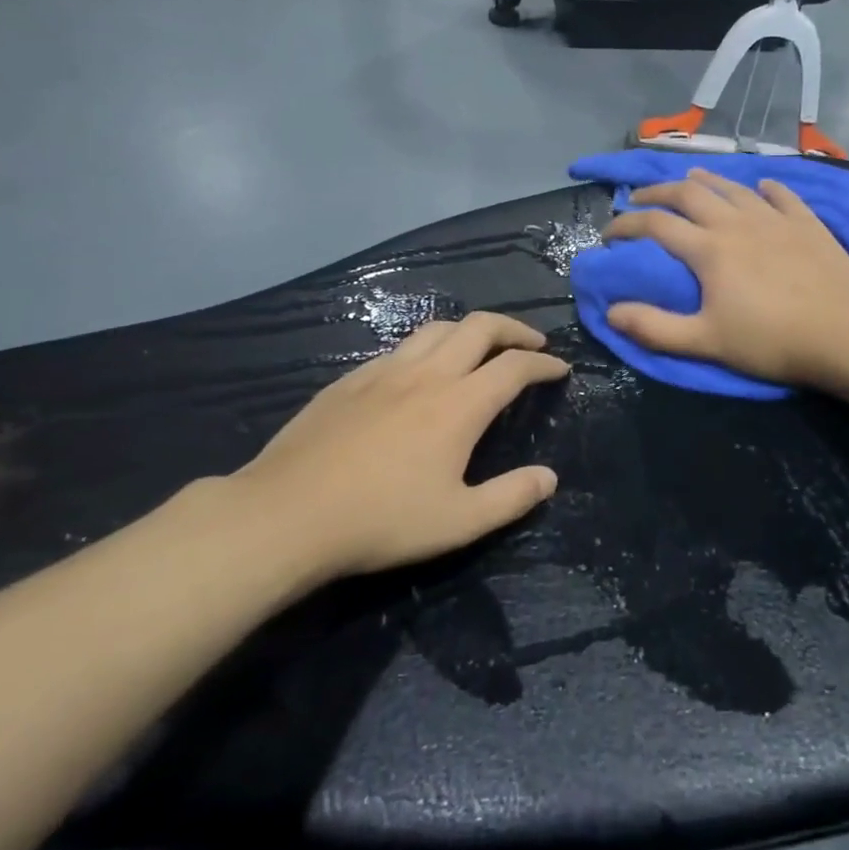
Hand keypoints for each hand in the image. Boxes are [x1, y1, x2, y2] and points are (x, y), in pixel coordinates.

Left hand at [221, 313, 569, 577]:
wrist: (289, 513)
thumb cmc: (381, 521)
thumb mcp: (459, 522)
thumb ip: (511, 497)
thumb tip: (549, 478)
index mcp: (459, 405)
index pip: (514, 367)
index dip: (543, 363)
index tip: (560, 369)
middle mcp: (426, 374)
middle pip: (479, 327)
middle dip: (513, 329)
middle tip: (531, 342)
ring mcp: (383, 371)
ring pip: (436, 329)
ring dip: (469, 330)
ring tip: (480, 349)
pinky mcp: (350, 379)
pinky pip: (400, 348)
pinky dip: (427, 348)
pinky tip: (419, 373)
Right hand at [602, 169, 848, 385]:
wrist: (846, 335)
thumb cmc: (771, 342)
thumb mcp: (705, 342)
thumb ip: (655, 327)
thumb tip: (611, 311)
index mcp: (709, 249)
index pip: (656, 225)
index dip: (626, 225)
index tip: (609, 233)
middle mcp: (737, 223)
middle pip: (689, 194)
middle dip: (658, 192)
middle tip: (640, 198)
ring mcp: (776, 219)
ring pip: (733, 188)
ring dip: (706, 181)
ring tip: (689, 179)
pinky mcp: (809, 224)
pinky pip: (783, 196)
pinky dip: (766, 189)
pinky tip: (761, 188)